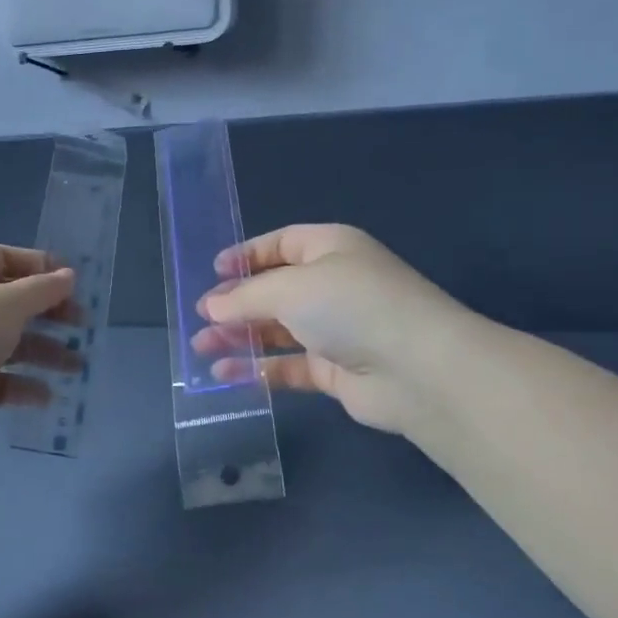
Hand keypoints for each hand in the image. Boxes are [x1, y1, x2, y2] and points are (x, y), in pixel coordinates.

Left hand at [0, 245, 79, 449]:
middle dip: (48, 314)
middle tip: (82, 325)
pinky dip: (21, 384)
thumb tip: (68, 276)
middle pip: (8, 302)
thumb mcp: (8, 304)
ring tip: (76, 367)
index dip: (39, 266)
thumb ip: (42, 289)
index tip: (73, 283)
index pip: (1, 257)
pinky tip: (46, 396)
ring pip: (6, 342)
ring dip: (43, 352)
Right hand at [192, 224, 472, 436]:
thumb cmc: (351, 307)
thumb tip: (211, 307)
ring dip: (241, 337)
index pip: (281, 244)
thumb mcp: (290, 287)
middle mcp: (334, 285)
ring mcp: (336, 330)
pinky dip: (258, 369)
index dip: (246, 256)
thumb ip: (246, 297)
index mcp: (330, 249)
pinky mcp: (335, 370)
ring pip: (278, 331)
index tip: (213, 273)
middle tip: (200, 318)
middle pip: (275, 290)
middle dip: (236, 304)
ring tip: (202, 347)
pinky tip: (227, 374)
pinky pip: (288, 366)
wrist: (417, 369)